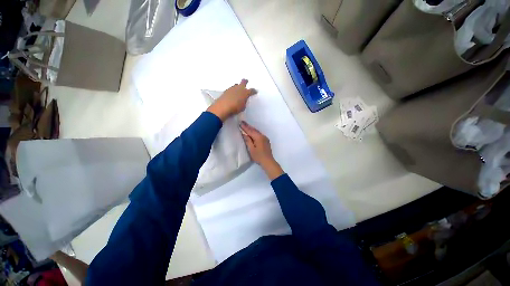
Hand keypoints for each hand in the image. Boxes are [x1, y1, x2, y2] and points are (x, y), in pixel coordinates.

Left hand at [207, 79, 256, 120]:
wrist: (223, 107)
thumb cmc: (235, 108)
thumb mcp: (243, 107)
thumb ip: (244, 102)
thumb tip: (243, 100)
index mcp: (245, 92)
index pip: (251, 90)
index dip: (254, 91)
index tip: (255, 91)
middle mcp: (239, 88)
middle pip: (243, 82)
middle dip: (245, 81)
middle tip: (246, 81)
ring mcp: (232, 88)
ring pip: (236, 85)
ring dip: (238, 86)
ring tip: (238, 88)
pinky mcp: (226, 91)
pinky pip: (231, 89)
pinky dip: (233, 91)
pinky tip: (232, 94)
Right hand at [240, 121, 283, 179]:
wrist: (268, 162)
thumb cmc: (259, 156)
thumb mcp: (251, 149)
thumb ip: (248, 141)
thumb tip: (244, 134)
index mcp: (259, 137)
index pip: (250, 131)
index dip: (245, 127)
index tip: (240, 122)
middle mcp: (263, 136)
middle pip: (254, 130)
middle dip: (248, 126)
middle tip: (242, 122)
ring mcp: (265, 138)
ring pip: (257, 132)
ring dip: (251, 129)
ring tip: (246, 126)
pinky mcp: (266, 141)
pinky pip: (259, 134)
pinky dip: (255, 133)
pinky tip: (252, 133)